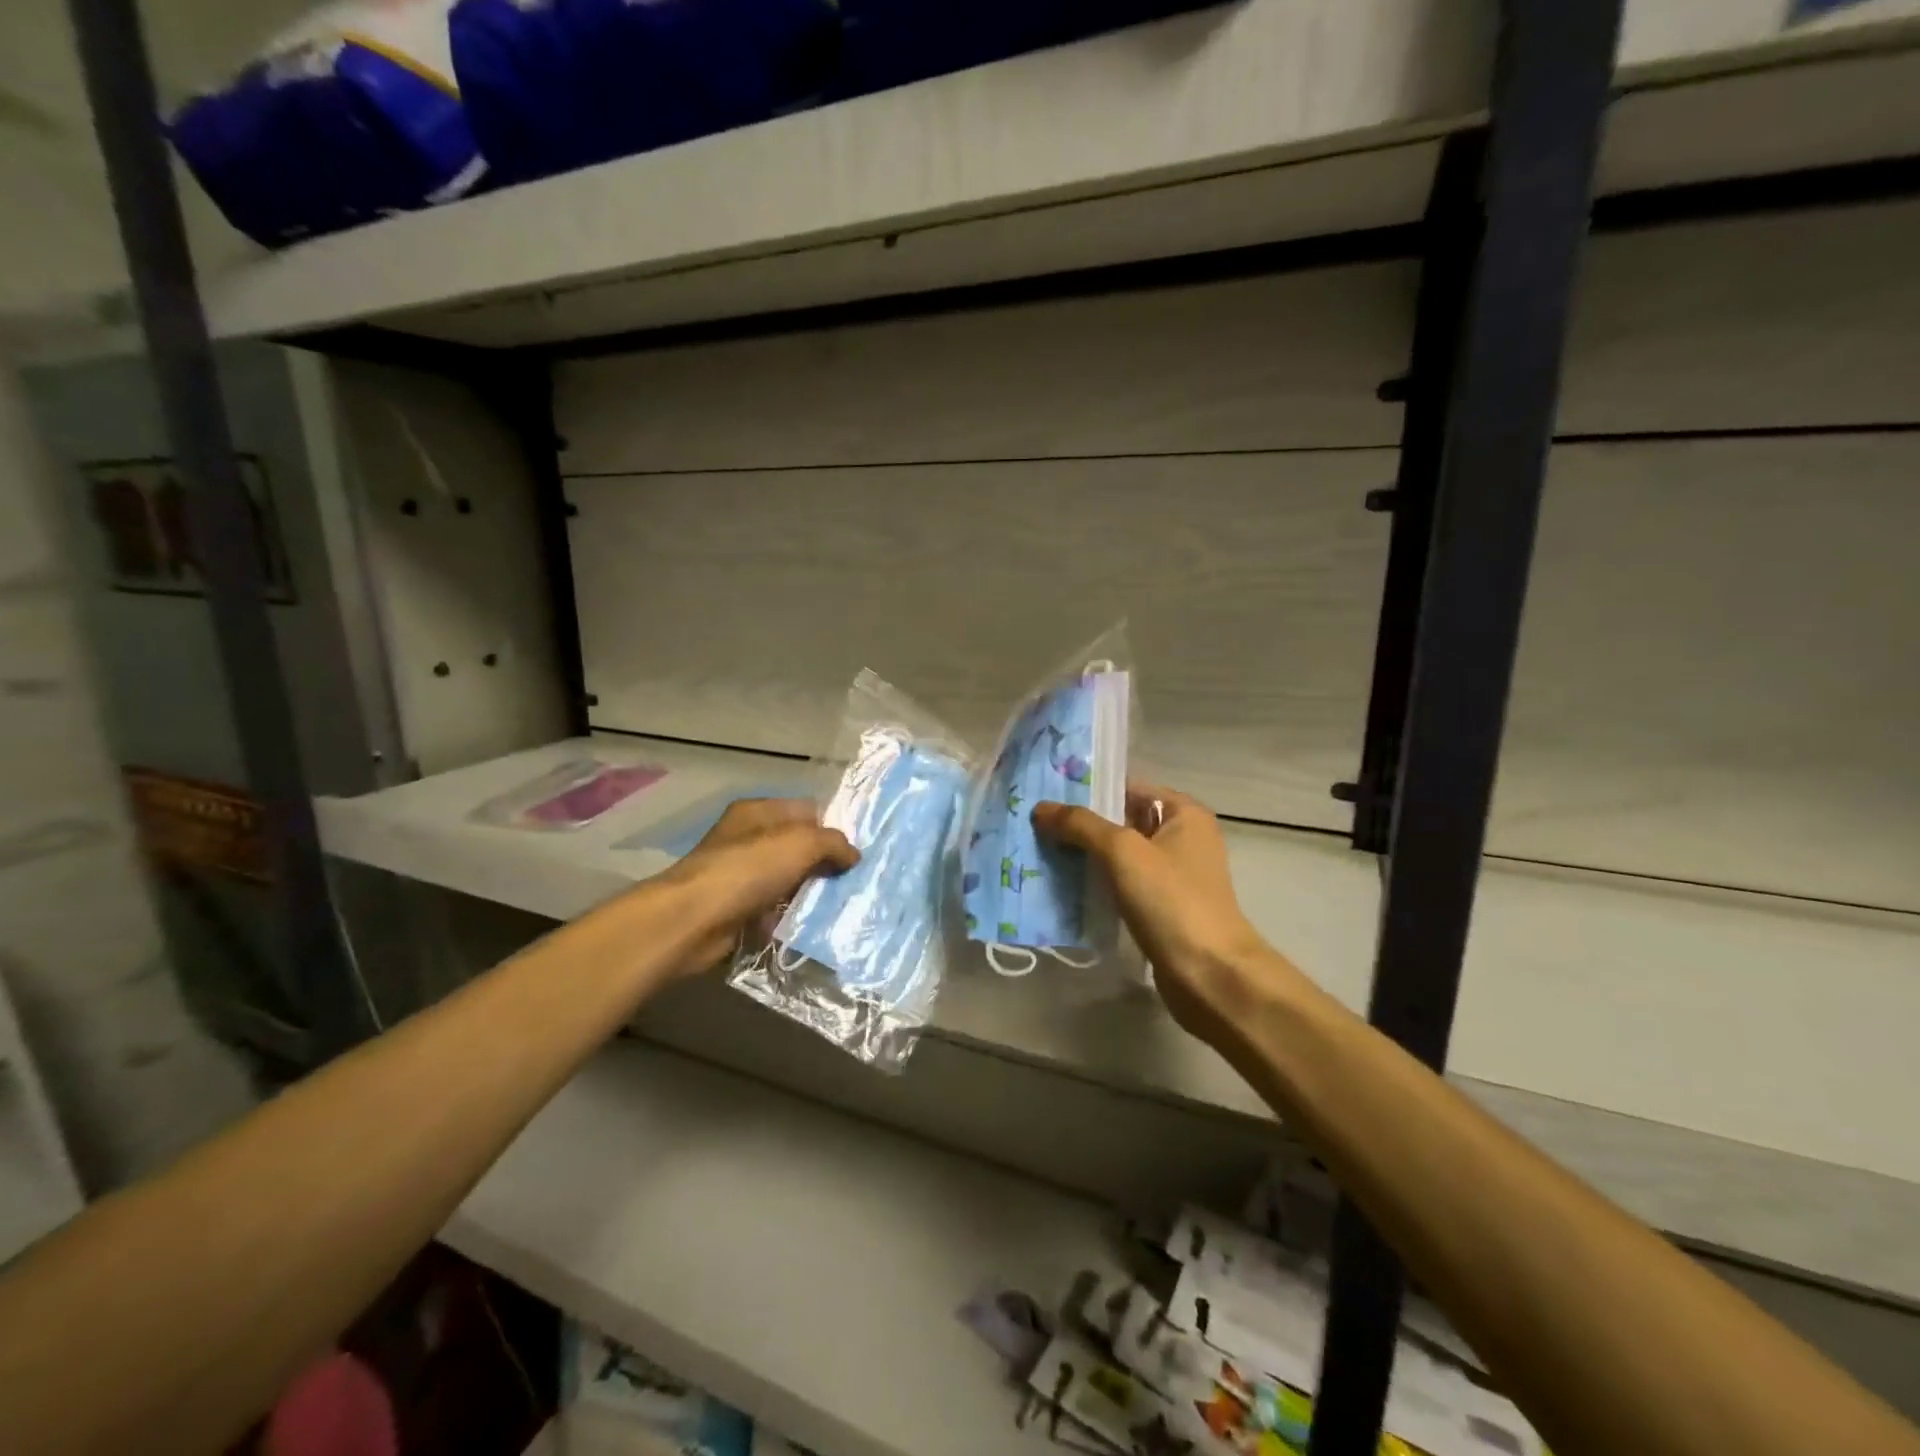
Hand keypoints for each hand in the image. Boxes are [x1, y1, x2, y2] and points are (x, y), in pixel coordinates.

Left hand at [657, 799, 857, 976]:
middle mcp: (748, 838)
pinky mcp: (737, 908)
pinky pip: (774, 909)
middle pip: (798, 846)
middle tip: (855, 880)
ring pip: (788, 880)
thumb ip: (833, 843)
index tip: (858, 850)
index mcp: (758, 811)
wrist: (692, 921)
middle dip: (825, 863)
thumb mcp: (800, 843)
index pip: (807, 810)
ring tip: (842, 904)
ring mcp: (740, 875)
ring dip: (810, 892)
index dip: (833, 827)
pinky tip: (813, 925)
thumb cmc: (747, 870)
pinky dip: (790, 916)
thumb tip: (853, 855)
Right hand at [1033, 786, 1296, 1037]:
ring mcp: (1172, 875)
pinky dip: (1095, 884)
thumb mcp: (1123, 852)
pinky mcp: (1161, 908)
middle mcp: (1181, 838)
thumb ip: (1080, 825)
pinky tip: (1060, 887)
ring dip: (1083, 857)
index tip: (1045, 795)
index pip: (1127, 788)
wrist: (1210, 974)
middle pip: (1121, 821)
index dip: (1087, 790)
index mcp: (1183, 813)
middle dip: (1079, 825)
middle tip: (1033, 825)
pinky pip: (1120, 885)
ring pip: (1118, 856)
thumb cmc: (1171, 900)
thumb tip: (1040, 808)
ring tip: (1037, 853)